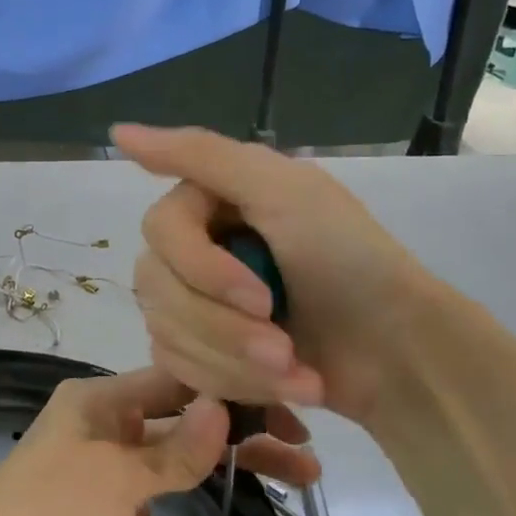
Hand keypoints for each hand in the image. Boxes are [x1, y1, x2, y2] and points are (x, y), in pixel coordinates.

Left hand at [0, 367, 315, 515]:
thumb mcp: (116, 476)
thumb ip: (173, 449)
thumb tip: (222, 407)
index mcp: (98, 400)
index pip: (178, 380)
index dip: (232, 389)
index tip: (292, 404)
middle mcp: (101, 425)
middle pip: (182, 417)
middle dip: (240, 428)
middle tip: (307, 450)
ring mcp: (101, 473)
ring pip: (174, 456)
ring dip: (224, 460)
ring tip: (293, 476)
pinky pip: (156, 492)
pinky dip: (191, 490)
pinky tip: (232, 495)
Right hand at [113, 124, 430, 425]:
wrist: (400, 357)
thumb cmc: (350, 264)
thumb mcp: (284, 190)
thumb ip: (199, 154)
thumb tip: (115, 128)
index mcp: (211, 201)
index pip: (159, 230)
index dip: (202, 270)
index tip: (262, 298)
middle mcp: (195, 247)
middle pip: (156, 287)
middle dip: (223, 328)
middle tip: (284, 349)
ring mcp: (196, 302)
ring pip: (165, 332)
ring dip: (235, 362)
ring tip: (298, 373)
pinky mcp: (204, 351)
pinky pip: (179, 367)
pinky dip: (235, 383)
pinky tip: (286, 386)